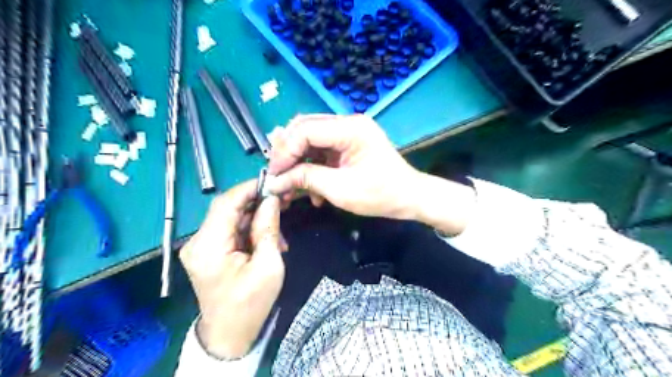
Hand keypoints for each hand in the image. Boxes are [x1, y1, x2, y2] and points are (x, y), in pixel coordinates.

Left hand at [178, 181, 281, 359]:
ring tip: (278, 233)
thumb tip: (271, 199)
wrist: (230, 334)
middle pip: (227, 209)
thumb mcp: (268, 265)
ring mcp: (200, 247)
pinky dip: (249, 230)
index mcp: (208, 247)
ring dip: (255, 219)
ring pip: (230, 218)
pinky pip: (230, 230)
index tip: (273, 183)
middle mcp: (197, 242)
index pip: (225, 203)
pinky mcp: (207, 251)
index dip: (249, 188)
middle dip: (256, 203)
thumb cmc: (251, 304)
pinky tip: (266, 241)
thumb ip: (268, 228)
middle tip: (281, 204)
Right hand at [269, 113, 477, 235]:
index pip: (305, 130)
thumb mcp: (340, 189)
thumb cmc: (380, 195)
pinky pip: (321, 151)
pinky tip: (310, 190)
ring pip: (310, 141)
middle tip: (277, 177)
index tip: (273, 175)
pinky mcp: (347, 145)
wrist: (409, 197)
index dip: (285, 152)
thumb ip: (306, 179)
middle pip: (305, 130)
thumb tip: (275, 181)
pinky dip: (311, 168)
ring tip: (290, 187)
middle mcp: (348, 123)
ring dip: (298, 163)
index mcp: (350, 129)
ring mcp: (348, 133)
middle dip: (288, 155)